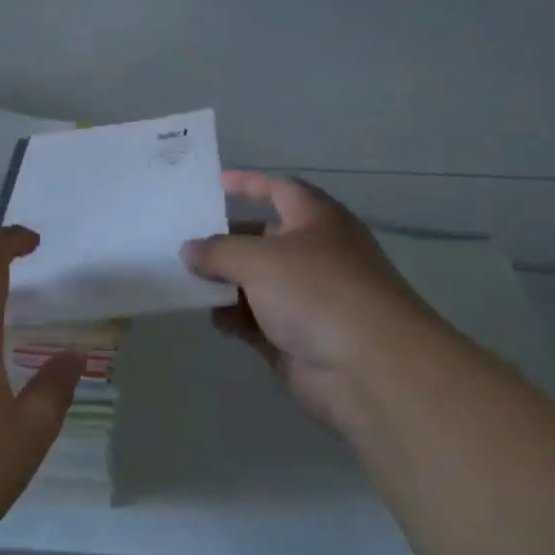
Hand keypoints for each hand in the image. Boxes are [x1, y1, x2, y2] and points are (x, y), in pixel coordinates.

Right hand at [182, 172, 444, 434]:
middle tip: (181, 243)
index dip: (247, 184)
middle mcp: (314, 254)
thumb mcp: (259, 259)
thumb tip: (189, 250)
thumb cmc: (318, 292)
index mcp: (316, 220)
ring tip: (186, 283)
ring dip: (224, 283)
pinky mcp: (298, 338)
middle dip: (224, 241)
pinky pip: (258, 320)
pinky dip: (236, 318)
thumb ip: (218, 251)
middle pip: (261, 238)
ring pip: (255, 282)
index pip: (278, 189)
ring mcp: (307, 299)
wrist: (373, 370)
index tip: (212, 184)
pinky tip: (215, 320)